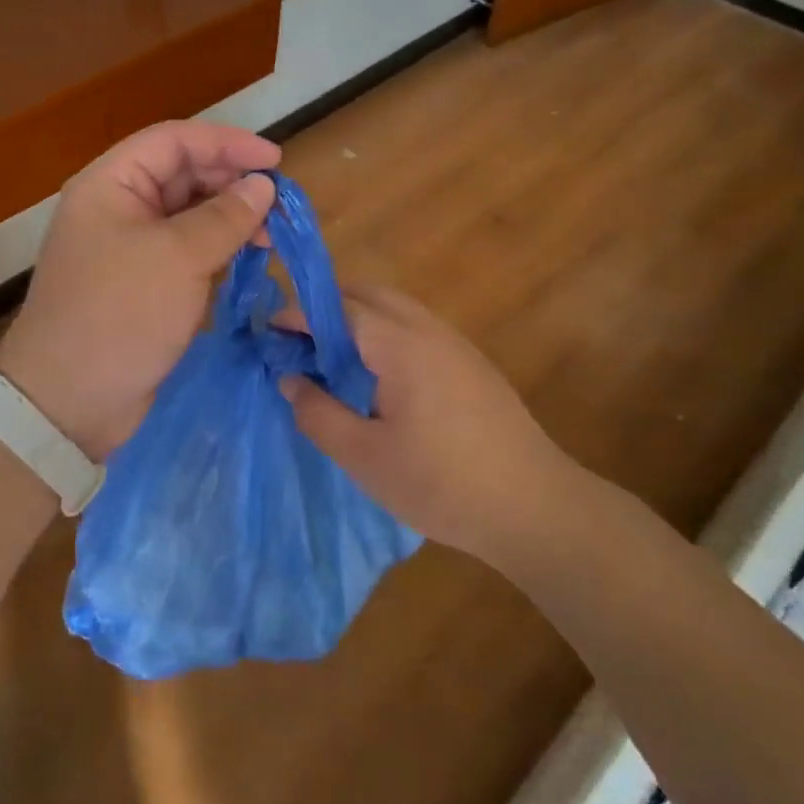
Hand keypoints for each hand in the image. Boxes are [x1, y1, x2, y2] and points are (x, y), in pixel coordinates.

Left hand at [0, 122, 278, 457]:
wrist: (70, 401)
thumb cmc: (121, 314)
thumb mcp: (179, 258)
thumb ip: (225, 216)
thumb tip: (263, 186)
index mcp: (111, 184)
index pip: (174, 141)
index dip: (226, 143)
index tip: (275, 161)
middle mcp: (118, 208)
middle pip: (182, 175)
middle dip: (231, 183)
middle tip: (279, 205)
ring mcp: (129, 248)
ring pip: (187, 216)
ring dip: (229, 219)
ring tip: (270, 237)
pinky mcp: (142, 285)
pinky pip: (185, 253)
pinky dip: (217, 251)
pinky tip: (247, 260)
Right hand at [283, 287, 577, 566]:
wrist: (536, 508)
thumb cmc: (442, 484)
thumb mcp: (364, 456)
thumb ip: (318, 413)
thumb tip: (290, 380)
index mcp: (400, 345)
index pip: (338, 308)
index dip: (298, 314)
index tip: (268, 330)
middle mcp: (429, 330)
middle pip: (369, 294)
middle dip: (327, 305)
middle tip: (298, 340)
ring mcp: (456, 344)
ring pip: (396, 307)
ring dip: (358, 316)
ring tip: (331, 356)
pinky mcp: (472, 364)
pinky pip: (416, 327)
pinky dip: (384, 331)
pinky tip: (377, 375)